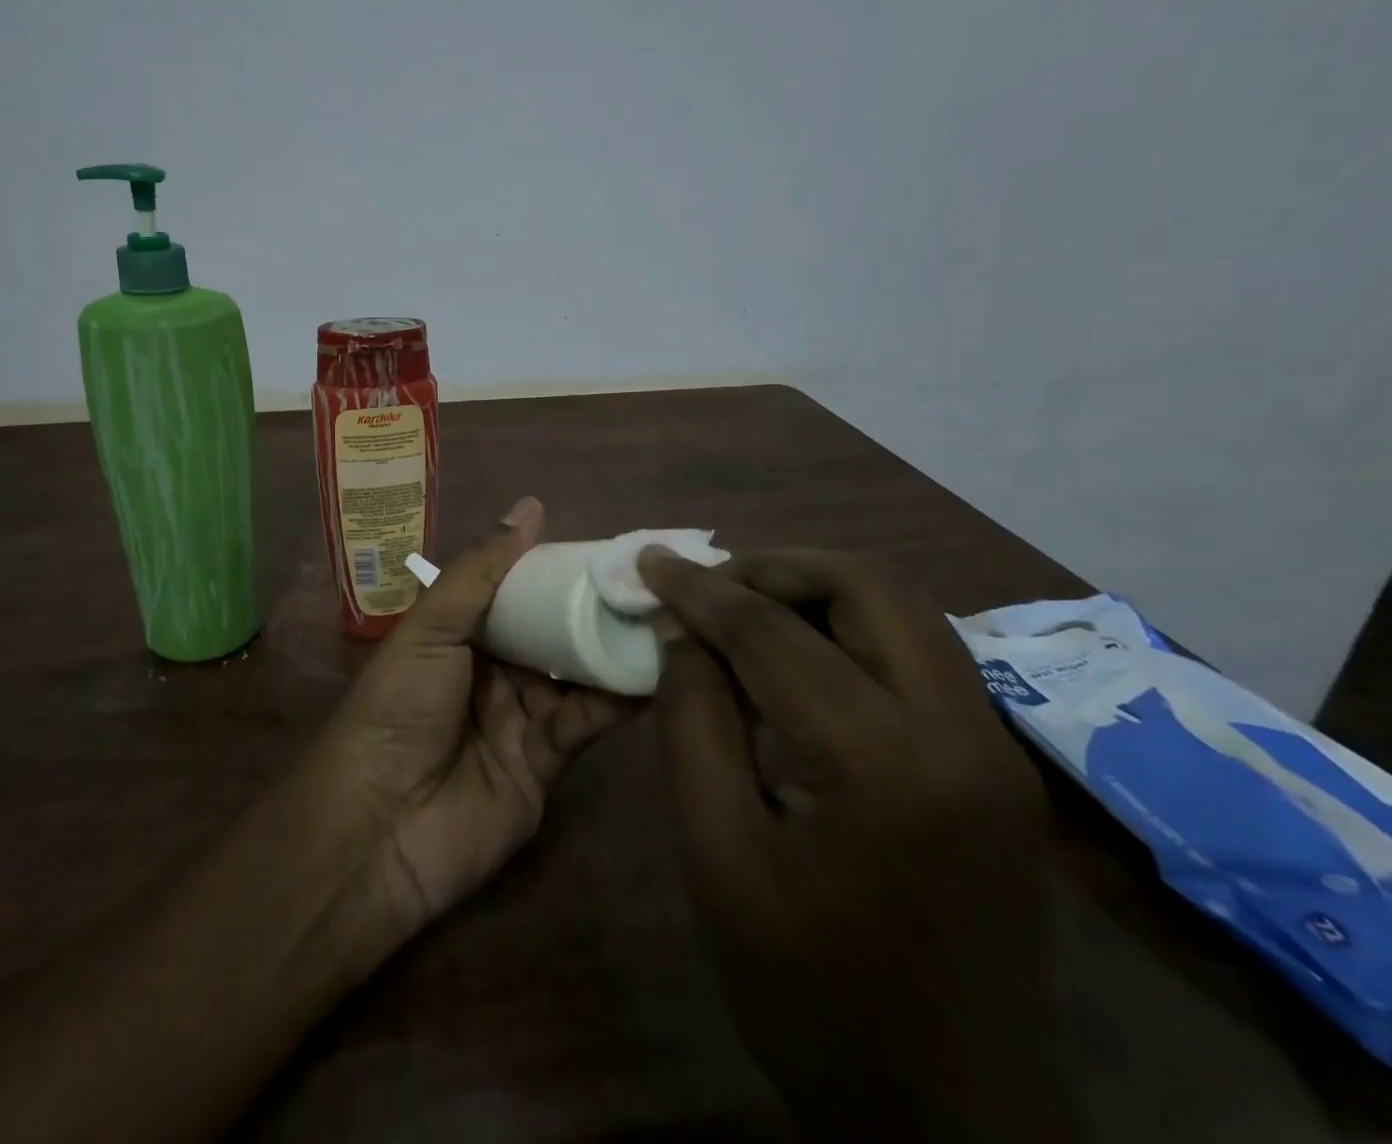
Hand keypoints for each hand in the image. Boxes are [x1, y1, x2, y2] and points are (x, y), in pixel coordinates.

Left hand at [314, 496, 634, 929]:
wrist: (378, 827)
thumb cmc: (397, 707)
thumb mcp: (432, 628)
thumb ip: (482, 570)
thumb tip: (532, 506)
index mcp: (458, 634)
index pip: (515, 591)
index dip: (555, 570)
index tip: (605, 548)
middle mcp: (490, 671)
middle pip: (549, 632)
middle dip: (591, 609)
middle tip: (647, 582)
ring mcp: (518, 719)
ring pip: (573, 675)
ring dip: (610, 651)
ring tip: (662, 619)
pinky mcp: (544, 765)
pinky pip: (583, 724)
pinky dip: (614, 702)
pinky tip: (651, 676)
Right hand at [641, 547, 1074, 1141]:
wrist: (953, 1115)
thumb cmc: (811, 994)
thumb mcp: (717, 855)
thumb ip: (691, 725)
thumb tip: (682, 635)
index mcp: (885, 766)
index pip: (775, 635)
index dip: (701, 591)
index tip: (650, 561)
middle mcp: (961, 733)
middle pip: (869, 586)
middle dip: (774, 568)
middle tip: (708, 587)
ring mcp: (995, 746)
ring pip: (904, 607)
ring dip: (815, 589)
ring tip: (744, 609)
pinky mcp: (999, 763)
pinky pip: (920, 651)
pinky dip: (850, 626)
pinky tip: (799, 657)